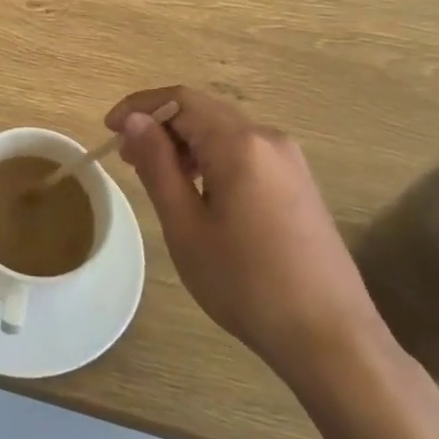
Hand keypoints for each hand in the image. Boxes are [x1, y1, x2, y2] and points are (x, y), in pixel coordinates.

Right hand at [105, 87, 390, 393]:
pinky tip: (199, 192)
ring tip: (157, 176)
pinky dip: (212, 158)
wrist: (331, 337)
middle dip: (160, 125)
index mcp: (239, 143)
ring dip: (185, 143)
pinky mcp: (299, 183)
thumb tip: (133, 120)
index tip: (107, 130)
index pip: (180, 100)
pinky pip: (245, 152)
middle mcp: (268, 139)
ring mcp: (289, 161)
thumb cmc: (246, 283)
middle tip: (127, 157)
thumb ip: (158, 164)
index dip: (139, 107)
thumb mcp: (186, 225)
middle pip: (203, 111)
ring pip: (225, 131)